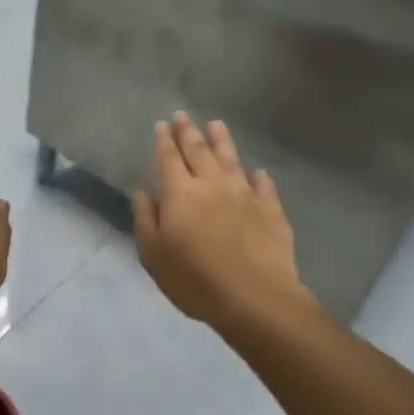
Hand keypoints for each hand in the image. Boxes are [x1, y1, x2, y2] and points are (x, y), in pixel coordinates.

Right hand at [133, 114, 307, 332]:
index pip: (169, 158)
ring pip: (231, 158)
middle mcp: (212, 184)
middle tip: (183, 115)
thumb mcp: (153, 254)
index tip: (162, 125)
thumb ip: (146, 218)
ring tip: (216, 124)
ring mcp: (244, 194)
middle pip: (199, 150)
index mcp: (180, 193)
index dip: (164, 140)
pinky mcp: (271, 209)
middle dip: (188, 131)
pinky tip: (256, 171)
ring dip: (221, 140)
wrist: (254, 298)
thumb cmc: (194, 280)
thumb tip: (142, 189)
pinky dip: (257, 175)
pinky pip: (263, 184)